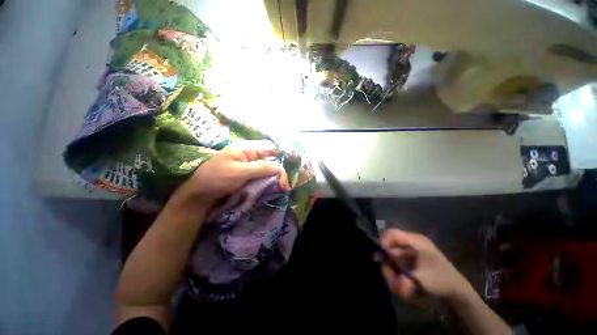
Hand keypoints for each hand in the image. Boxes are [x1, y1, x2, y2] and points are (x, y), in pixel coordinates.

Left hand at [170, 140, 289, 209]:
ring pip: (269, 165)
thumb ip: (262, 168)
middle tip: (291, 177)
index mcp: (247, 147)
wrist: (201, 194)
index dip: (282, 154)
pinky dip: (271, 178)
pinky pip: (264, 173)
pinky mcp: (250, 173)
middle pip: (271, 156)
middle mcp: (251, 153)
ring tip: (286, 181)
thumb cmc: (217, 178)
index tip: (292, 166)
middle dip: (282, 166)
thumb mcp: (239, 172)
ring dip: (277, 173)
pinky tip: (277, 183)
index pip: (270, 147)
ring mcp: (250, 164)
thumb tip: (283, 168)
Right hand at [380, 229, 472, 300]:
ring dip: (391, 267)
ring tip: (395, 282)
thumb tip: (390, 280)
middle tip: (388, 275)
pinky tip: (400, 280)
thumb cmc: (441, 282)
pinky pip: (398, 259)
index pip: (393, 234)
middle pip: (391, 245)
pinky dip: (396, 269)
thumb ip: (405, 281)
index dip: (383, 242)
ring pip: (393, 253)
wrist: (457, 290)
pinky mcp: (412, 256)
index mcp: (417, 241)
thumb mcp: (423, 282)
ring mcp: (412, 248)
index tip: (379, 257)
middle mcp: (412, 241)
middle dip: (387, 260)